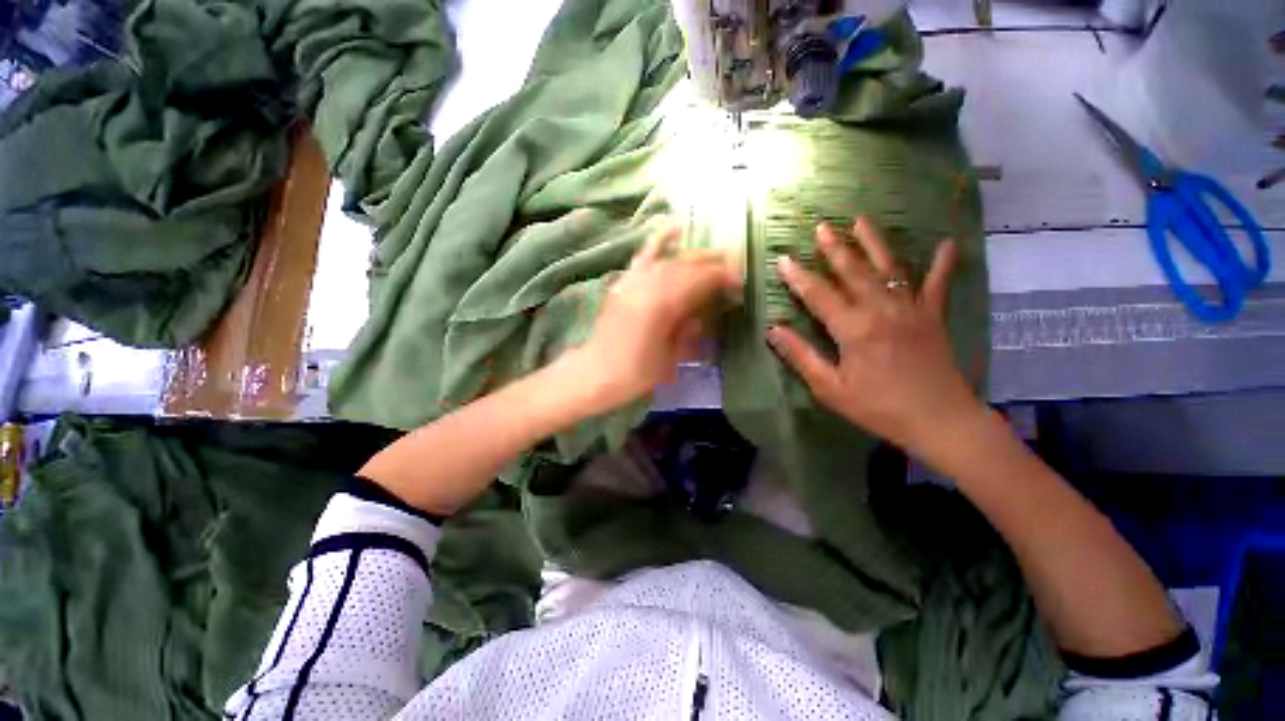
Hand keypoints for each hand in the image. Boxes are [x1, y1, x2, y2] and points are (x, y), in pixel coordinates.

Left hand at [573, 227, 740, 409]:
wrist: (596, 373)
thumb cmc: (636, 372)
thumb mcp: (672, 356)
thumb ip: (690, 330)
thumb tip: (705, 312)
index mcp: (662, 304)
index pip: (700, 280)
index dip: (723, 278)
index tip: (739, 284)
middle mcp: (648, 284)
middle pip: (686, 265)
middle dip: (713, 264)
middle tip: (732, 270)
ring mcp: (633, 280)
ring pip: (669, 260)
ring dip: (694, 256)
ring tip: (713, 258)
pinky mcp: (623, 283)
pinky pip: (643, 257)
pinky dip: (659, 241)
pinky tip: (674, 228)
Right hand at [767, 218, 982, 455]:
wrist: (939, 421)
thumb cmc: (879, 408)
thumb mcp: (830, 388)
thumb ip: (801, 356)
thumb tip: (774, 330)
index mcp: (854, 329)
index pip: (818, 295)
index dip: (798, 277)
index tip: (783, 259)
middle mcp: (881, 310)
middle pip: (853, 272)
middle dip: (835, 248)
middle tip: (821, 226)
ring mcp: (911, 309)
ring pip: (889, 268)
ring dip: (874, 243)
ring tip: (861, 220)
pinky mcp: (933, 316)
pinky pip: (938, 285)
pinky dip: (943, 264)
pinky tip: (948, 244)